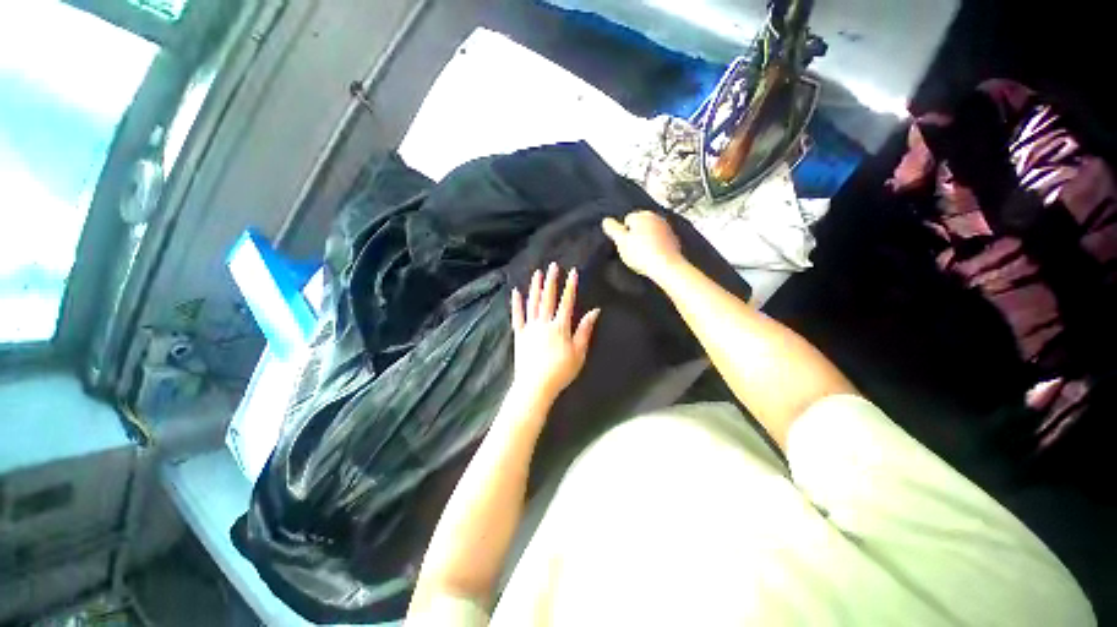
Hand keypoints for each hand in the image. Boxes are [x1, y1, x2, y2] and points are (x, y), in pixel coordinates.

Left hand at [510, 263, 600, 403]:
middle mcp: (544, 323)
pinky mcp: (519, 334)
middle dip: (551, 281)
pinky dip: (516, 304)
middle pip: (548, 298)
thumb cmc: (560, 371)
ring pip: (533, 303)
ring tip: (537, 273)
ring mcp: (530, 328)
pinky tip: (516, 292)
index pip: (567, 302)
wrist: (535, 386)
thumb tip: (595, 311)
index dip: (570, 286)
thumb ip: (585, 330)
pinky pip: (517, 316)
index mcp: (560, 327)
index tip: (573, 272)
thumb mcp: (579, 353)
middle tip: (552, 266)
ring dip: (535, 287)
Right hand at [601, 211, 683, 279]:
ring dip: (645, 240)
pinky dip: (656, 246)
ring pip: (650, 232)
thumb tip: (606, 220)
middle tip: (632, 250)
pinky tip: (653, 257)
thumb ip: (612, 229)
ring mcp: (667, 228)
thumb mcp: (621, 242)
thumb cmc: (641, 254)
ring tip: (642, 255)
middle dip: (635, 235)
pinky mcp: (674, 239)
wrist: (666, 266)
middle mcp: (656, 217)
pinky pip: (660, 240)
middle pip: (639, 225)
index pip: (627, 219)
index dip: (623, 233)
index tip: (625, 245)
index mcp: (642, 215)